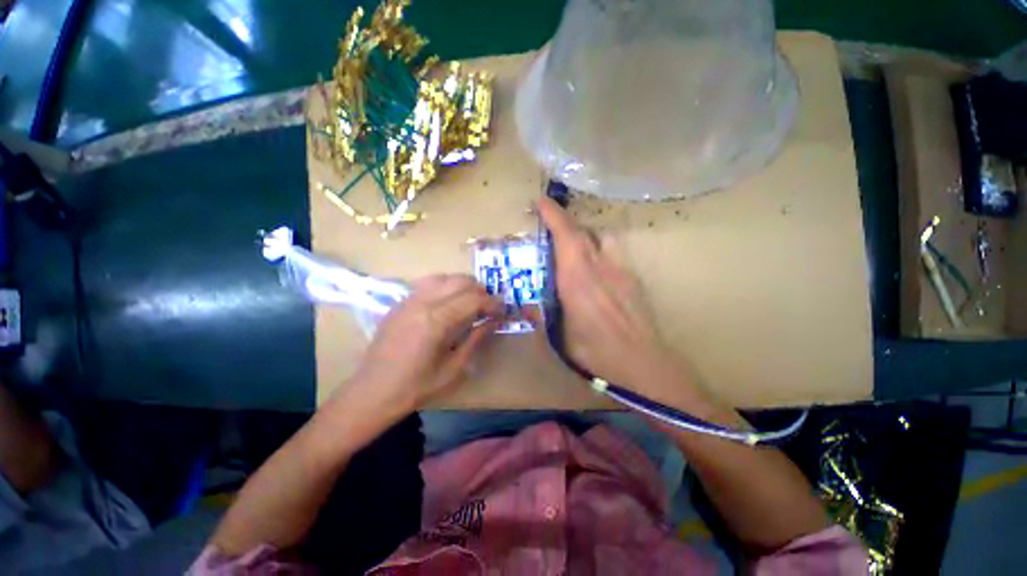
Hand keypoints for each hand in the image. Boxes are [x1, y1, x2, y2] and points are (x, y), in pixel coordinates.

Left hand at [347, 274, 500, 416]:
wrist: (373, 391)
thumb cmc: (416, 386)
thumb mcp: (454, 368)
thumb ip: (476, 339)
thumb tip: (493, 321)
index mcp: (436, 321)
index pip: (473, 299)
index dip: (492, 302)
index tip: (503, 309)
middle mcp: (422, 302)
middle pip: (460, 281)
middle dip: (480, 290)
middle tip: (489, 306)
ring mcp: (408, 300)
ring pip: (444, 277)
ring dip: (463, 285)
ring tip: (471, 301)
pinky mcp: (400, 303)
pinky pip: (428, 283)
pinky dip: (445, 286)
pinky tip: (449, 302)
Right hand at [538, 197, 677, 388]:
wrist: (643, 363)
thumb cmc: (596, 352)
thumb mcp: (559, 338)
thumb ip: (541, 316)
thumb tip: (525, 306)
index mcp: (577, 280)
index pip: (566, 237)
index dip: (553, 215)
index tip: (541, 201)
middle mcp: (600, 267)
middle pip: (583, 232)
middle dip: (564, 222)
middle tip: (550, 227)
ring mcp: (620, 270)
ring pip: (602, 238)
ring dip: (585, 235)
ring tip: (575, 247)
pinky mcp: (633, 278)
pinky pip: (613, 252)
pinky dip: (600, 250)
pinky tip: (596, 270)